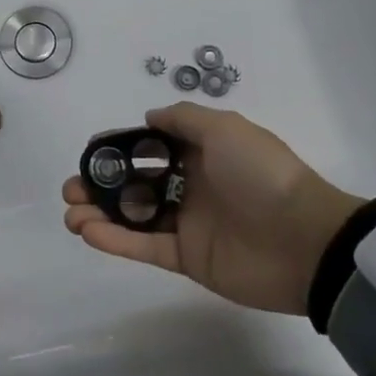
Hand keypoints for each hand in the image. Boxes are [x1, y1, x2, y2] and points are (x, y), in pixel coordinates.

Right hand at [62, 103, 361, 314]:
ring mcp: (188, 223)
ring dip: (100, 213)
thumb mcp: (225, 128)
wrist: (304, 239)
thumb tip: (149, 118)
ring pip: (134, 216)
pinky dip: (116, 240)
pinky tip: (88, 231)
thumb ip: (183, 120)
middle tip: (72, 188)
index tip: (91, 152)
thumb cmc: (261, 174)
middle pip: (135, 183)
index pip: (149, 148)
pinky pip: (145, 246)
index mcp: (201, 153)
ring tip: (71, 212)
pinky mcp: (187, 258)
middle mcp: (190, 185)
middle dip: (101, 184)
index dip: (119, 149)